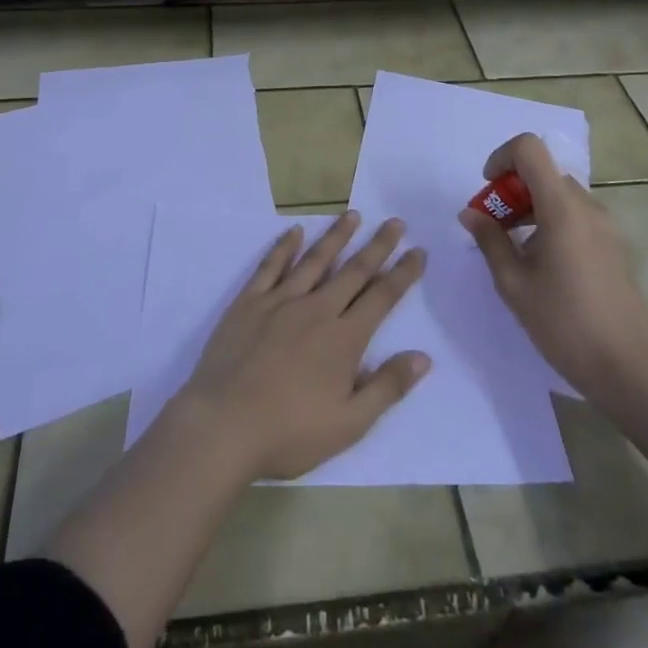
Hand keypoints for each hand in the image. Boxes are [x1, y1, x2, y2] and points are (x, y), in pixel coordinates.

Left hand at [177, 211, 431, 480]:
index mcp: (344, 339)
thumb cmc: (290, 432)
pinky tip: (295, 231)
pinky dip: (284, 246)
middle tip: (396, 222)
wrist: (224, 424)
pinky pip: (271, 266)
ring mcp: (280, 301)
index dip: (403, 273)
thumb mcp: (349, 424)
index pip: (382, 297)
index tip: (418, 251)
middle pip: (354, 270)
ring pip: (315, 259)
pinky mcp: (249, 301)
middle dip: (378, 245)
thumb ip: (387, 387)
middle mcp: (316, 309)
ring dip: (336, 236)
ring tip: (353, 215)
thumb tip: (423, 357)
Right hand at [459, 133, 647, 407]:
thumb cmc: (564, 324)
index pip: (530, 149)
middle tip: (493, 228)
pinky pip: (574, 215)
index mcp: (562, 208)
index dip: (501, 158)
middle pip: (542, 173)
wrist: (627, 369)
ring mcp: (604, 226)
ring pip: (558, 195)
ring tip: (512, 250)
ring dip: (529, 207)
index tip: (488, 192)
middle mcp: (587, 207)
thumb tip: (470, 213)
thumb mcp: (513, 284)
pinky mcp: (612, 245)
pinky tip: (541, 264)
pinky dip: (549, 222)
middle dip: (510, 190)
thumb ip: (489, 240)